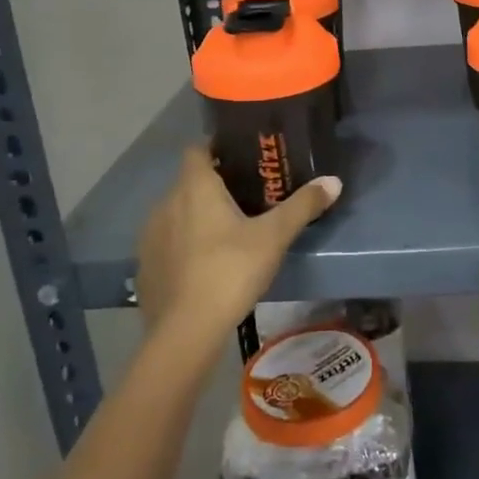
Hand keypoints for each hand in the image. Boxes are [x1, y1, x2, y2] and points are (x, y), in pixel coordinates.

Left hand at [136, 146, 340, 351]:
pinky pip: (166, 244)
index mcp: (195, 187)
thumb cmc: (230, 270)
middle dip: (213, 185)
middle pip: (189, 182)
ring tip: (225, 232)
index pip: (197, 149)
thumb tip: (333, 181)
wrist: (186, 331)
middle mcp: (166, 203)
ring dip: (195, 216)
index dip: (215, 147)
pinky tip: (202, 265)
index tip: (240, 156)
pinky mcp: (145, 267)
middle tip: (245, 197)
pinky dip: (182, 246)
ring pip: (175, 213)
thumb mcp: (274, 237)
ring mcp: (150, 236)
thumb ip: (302, 206)